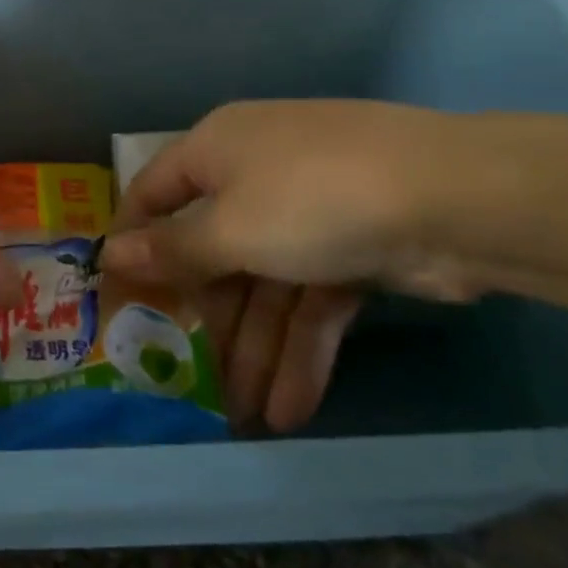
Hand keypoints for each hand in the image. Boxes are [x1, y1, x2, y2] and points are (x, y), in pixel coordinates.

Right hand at [105, 101, 472, 431]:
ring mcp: (308, 211)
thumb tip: (110, 254)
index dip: (132, 245)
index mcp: (215, 149)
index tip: (115, 300)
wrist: (457, 198)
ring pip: (264, 283)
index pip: (154, 194)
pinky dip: (301, 347)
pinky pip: (311, 296)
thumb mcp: (230, 228)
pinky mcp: (354, 247)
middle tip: (190, 379)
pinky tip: (291, 406)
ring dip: (255, 348)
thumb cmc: (311, 199)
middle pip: (213, 249)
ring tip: (247, 418)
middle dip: (207, 319)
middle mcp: (254, 173)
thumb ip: (171, 250)